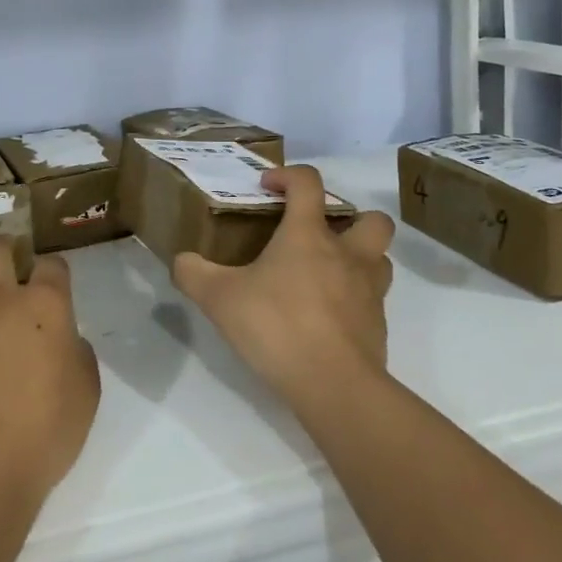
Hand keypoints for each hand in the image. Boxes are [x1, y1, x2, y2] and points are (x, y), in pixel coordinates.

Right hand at [172, 165, 394, 408]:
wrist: (334, 385)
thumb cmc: (277, 326)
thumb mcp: (219, 299)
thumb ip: (194, 274)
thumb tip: (182, 261)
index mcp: (309, 235)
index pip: (309, 183)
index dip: (288, 176)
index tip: (267, 187)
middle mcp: (347, 254)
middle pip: (372, 219)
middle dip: (352, 217)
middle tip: (320, 235)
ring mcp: (369, 291)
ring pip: (379, 259)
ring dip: (360, 258)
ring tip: (328, 274)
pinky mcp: (378, 326)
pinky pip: (373, 301)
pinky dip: (355, 300)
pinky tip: (327, 318)